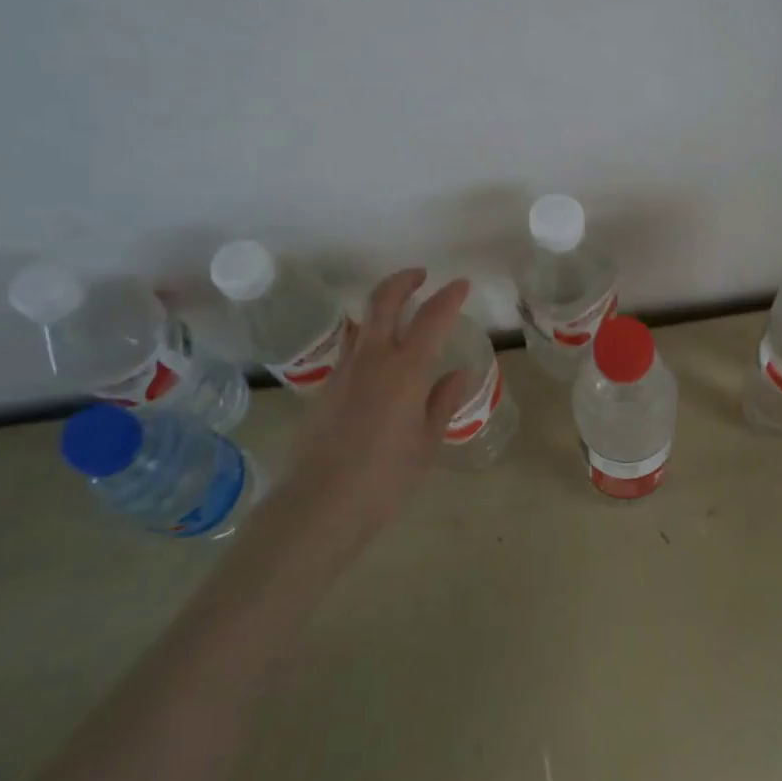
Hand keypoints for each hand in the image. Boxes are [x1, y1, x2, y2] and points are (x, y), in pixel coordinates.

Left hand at [272, 267, 474, 550]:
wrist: (320, 504)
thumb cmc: (385, 478)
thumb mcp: (427, 443)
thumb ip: (443, 402)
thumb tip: (459, 373)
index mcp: (406, 370)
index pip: (432, 317)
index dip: (449, 296)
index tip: (461, 285)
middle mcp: (373, 359)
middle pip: (384, 300)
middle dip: (404, 280)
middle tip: (420, 276)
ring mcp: (344, 370)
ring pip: (363, 321)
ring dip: (382, 307)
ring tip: (400, 316)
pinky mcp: (325, 387)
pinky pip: (352, 349)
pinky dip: (369, 340)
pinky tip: (379, 363)